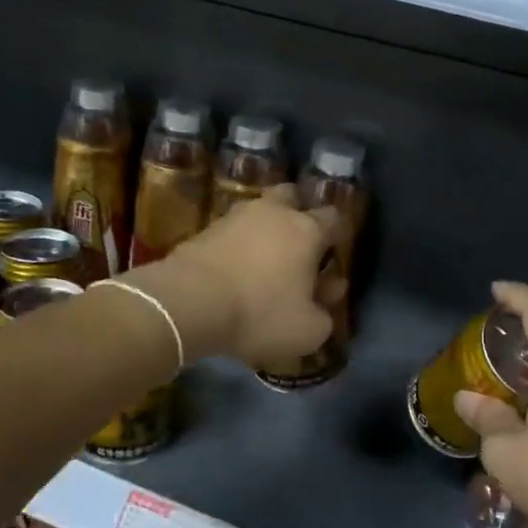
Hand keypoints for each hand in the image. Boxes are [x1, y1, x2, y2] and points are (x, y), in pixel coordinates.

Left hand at [134, 186, 339, 367]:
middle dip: (298, 214)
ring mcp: (235, 217)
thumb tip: (322, 305)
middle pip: (292, 197)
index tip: (334, 255)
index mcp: (307, 230)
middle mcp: (274, 213)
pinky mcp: (205, 229)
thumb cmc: (260, 313)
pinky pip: (231, 230)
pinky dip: (237, 243)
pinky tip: (235, 267)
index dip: (338, 234)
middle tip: (297, 245)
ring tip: (263, 258)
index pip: (334, 218)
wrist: (189, 303)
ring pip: (258, 210)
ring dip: (264, 228)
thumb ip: (324, 316)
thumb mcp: (308, 331)